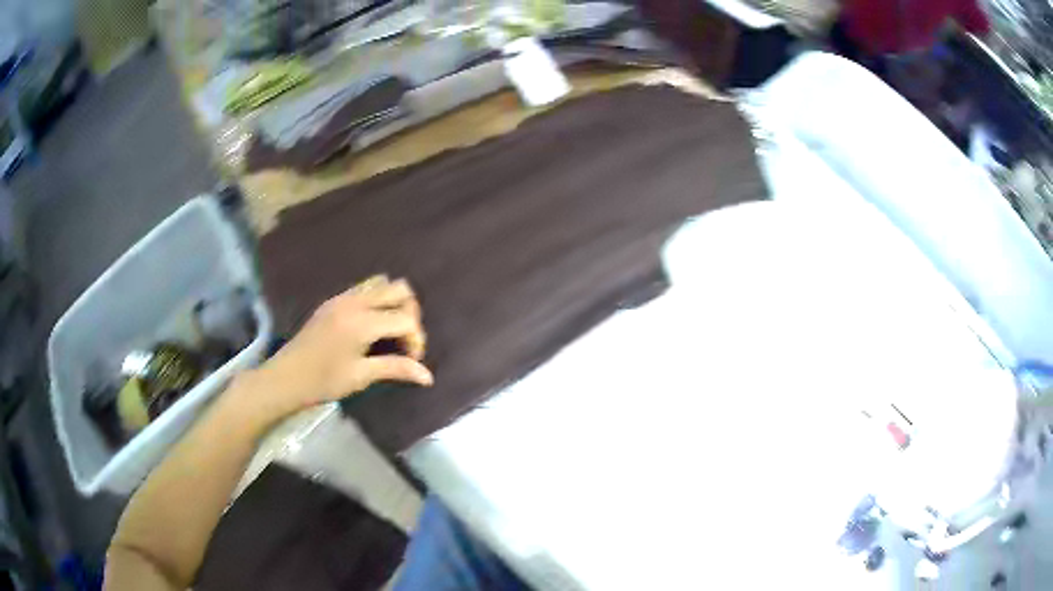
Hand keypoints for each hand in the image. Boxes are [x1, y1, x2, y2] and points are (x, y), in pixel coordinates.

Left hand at [244, 276, 432, 420]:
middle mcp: (355, 301)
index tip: (412, 361)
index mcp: (362, 322)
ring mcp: (342, 298)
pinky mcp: (334, 301)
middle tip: (404, 341)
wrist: (286, 377)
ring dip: (394, 303)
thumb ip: (396, 369)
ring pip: (382, 283)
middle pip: (399, 290)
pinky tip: (371, 327)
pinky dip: (377, 301)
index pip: (405, 319)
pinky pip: (365, 288)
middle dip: (410, 314)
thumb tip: (428, 376)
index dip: (416, 339)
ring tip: (390, 331)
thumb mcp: (361, 376)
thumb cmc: (323, 381)